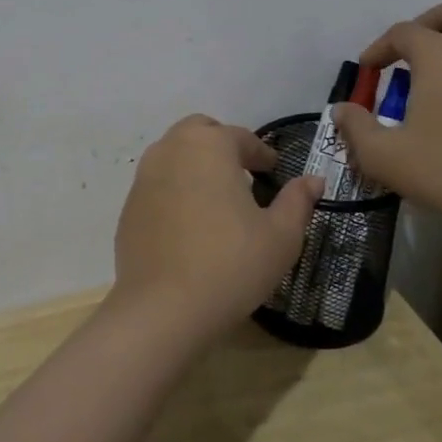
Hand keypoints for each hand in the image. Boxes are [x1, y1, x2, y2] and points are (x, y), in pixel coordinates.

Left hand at [110, 115, 322, 349]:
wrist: (163, 309)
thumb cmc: (231, 265)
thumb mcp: (281, 236)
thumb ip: (297, 201)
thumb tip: (313, 180)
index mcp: (209, 146)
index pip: (240, 136)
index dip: (261, 152)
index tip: (273, 169)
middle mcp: (171, 150)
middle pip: (199, 132)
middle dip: (222, 145)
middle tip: (243, 174)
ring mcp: (144, 178)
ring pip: (173, 155)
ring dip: (195, 164)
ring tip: (216, 196)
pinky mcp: (129, 207)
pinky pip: (157, 185)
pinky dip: (175, 190)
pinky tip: (189, 223)